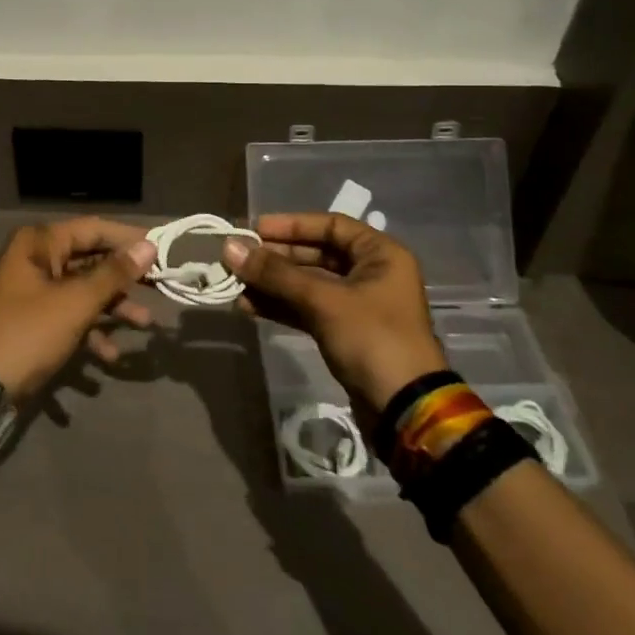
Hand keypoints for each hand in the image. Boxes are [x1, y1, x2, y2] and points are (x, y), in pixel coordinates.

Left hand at [0, 219, 158, 404]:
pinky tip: (109, 358)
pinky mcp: (32, 323)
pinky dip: (90, 333)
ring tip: (145, 326)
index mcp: (39, 243)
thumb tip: (148, 246)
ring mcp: (32, 293)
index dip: (128, 238)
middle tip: (161, 287)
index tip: (164, 250)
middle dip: (124, 278)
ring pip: (82, 291)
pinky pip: (69, 318)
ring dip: (112, 308)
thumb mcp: (75, 302)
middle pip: (90, 260)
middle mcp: (35, 260)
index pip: (93, 228)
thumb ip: (113, 274)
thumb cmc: (27, 333)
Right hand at [222, 213, 446, 413]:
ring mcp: (357, 305)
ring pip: (307, 284)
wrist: (403, 409)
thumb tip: (230, 247)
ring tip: (235, 283)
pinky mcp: (343, 332)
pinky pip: (306, 308)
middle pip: (316, 254)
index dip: (292, 225)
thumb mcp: (323, 300)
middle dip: (275, 257)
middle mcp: (370, 273)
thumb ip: (275, 274)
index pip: (331, 225)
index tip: (255, 230)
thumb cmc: (372, 338)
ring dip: (272, 283)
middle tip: (238, 258)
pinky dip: (280, 306)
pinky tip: (248, 306)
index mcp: (380, 255)